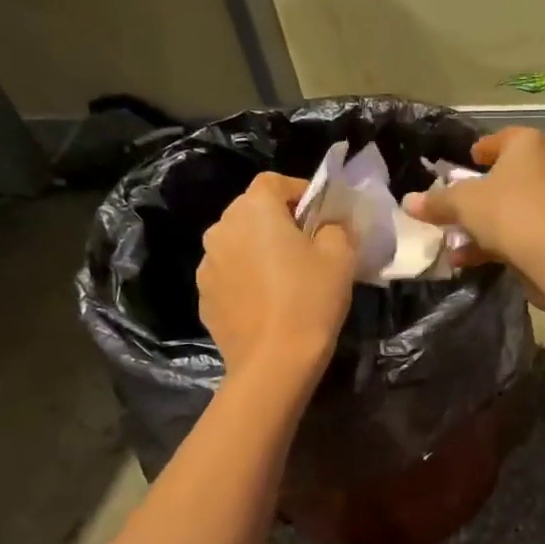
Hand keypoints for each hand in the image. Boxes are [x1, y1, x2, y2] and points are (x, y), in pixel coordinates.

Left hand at [198, 173, 356, 381]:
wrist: (274, 362)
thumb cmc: (310, 299)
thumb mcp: (340, 255)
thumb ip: (334, 227)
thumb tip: (326, 226)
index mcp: (253, 210)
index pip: (274, 182)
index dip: (300, 191)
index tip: (322, 215)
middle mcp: (221, 228)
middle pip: (252, 211)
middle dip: (279, 221)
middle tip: (308, 246)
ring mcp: (206, 264)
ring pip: (239, 243)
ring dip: (259, 250)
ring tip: (286, 277)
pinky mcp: (204, 295)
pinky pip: (230, 273)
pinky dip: (247, 278)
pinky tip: (268, 302)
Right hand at [402, 127, 544, 271]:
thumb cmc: (507, 211)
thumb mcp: (462, 203)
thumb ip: (436, 202)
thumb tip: (407, 202)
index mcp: (528, 145)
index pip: (504, 138)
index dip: (484, 147)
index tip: (469, 158)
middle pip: (509, 175)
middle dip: (481, 191)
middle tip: (458, 200)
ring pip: (514, 208)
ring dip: (484, 223)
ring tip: (454, 239)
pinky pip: (522, 231)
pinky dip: (496, 242)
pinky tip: (467, 261)